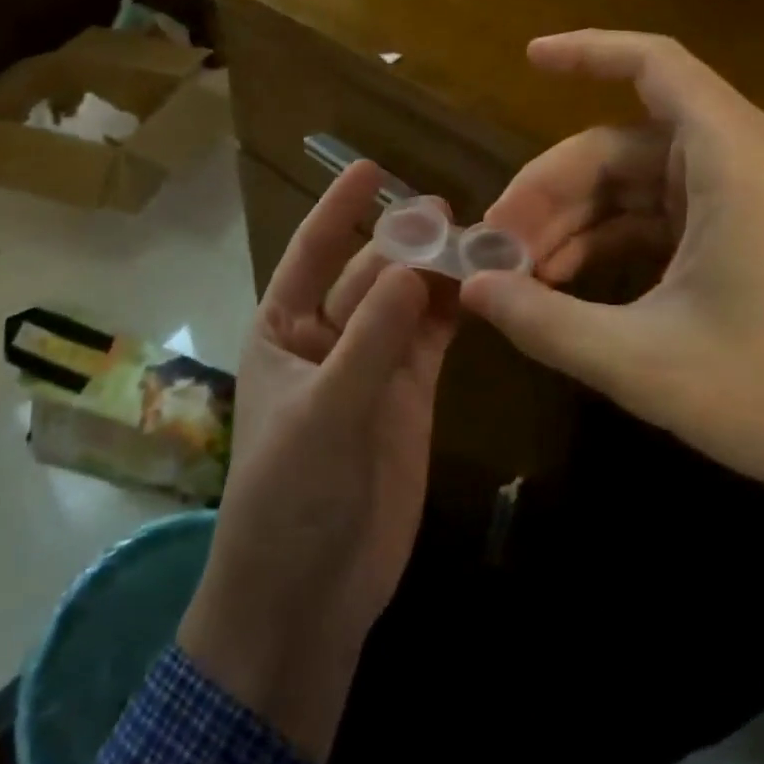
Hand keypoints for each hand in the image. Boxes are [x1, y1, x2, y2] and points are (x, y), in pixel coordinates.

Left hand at [178, 160, 456, 763]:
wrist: (307, 596)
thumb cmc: (288, 495)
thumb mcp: (323, 412)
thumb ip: (369, 341)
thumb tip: (410, 269)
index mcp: (282, 329)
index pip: (311, 253)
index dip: (338, 209)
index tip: (370, 167)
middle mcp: (326, 337)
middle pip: (368, 274)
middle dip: (402, 242)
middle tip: (446, 211)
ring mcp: (372, 366)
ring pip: (405, 303)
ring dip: (434, 273)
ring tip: (475, 240)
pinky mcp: (410, 396)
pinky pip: (431, 340)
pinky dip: (453, 313)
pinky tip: (481, 288)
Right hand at [464, 30, 763, 641]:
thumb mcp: (645, 362)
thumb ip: (546, 320)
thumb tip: (470, 290)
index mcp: (730, 156)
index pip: (652, 65)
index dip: (585, 52)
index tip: (526, 59)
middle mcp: (744, 158)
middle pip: (621, 145)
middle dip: (551, 191)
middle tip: (495, 248)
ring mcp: (752, 198)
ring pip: (639, 185)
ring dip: (577, 223)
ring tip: (522, 277)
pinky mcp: (757, 234)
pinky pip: (666, 217)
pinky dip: (616, 242)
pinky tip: (572, 288)